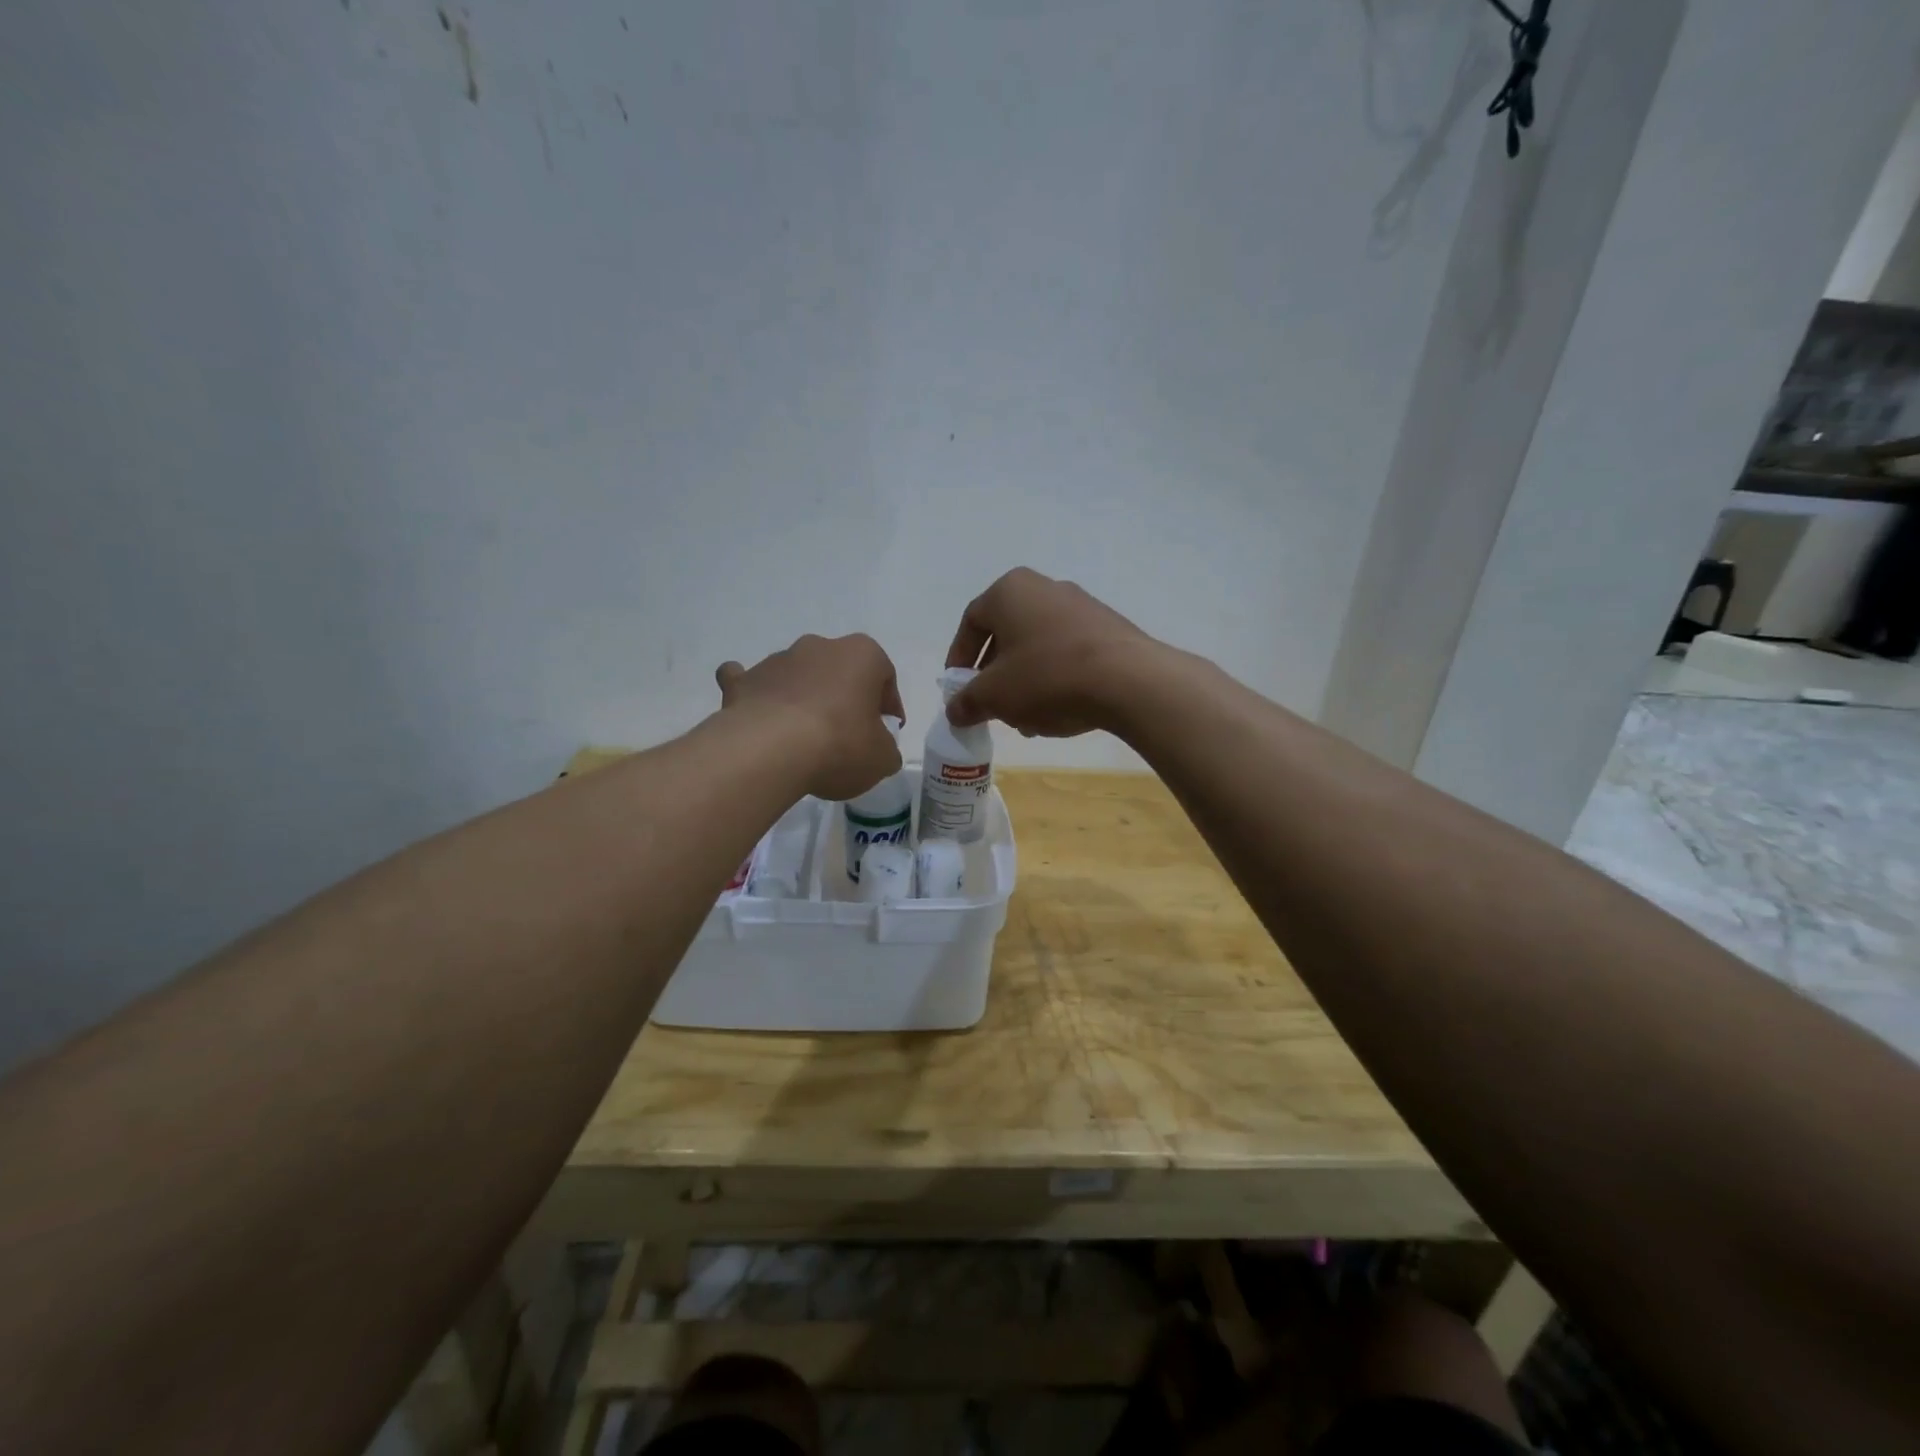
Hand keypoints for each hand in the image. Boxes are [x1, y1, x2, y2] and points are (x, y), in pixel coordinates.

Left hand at [716, 634, 904, 799]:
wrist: (770, 751)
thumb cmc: (840, 745)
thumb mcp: (882, 758)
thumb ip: (886, 749)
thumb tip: (877, 749)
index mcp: (862, 654)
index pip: (884, 676)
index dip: (888, 707)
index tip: (885, 733)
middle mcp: (820, 647)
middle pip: (839, 671)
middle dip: (844, 698)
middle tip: (847, 734)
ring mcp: (778, 660)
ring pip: (798, 675)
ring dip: (804, 697)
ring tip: (804, 737)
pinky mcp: (744, 681)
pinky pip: (751, 682)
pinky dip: (756, 694)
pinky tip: (759, 715)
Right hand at [944, 568, 1157, 736]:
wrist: (1128, 681)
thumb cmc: (1047, 677)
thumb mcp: (995, 695)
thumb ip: (967, 701)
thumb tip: (954, 711)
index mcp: (1010, 591)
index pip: (972, 622)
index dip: (959, 658)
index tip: (958, 689)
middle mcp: (1045, 588)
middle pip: (1007, 635)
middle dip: (995, 676)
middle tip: (992, 707)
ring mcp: (1081, 606)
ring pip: (1038, 648)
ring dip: (1025, 683)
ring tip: (1027, 720)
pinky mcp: (1109, 629)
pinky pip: (1068, 654)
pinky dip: (1055, 680)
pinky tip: (1058, 713)